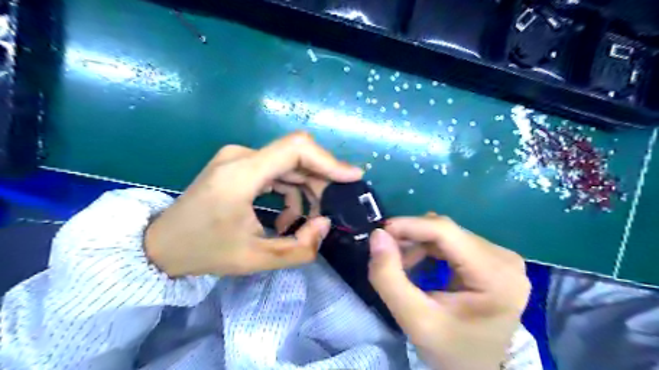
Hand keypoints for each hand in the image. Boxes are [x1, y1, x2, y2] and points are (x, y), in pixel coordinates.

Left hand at [144, 133, 362, 277]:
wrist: (160, 244)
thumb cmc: (204, 252)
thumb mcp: (255, 259)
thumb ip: (300, 247)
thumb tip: (325, 223)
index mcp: (242, 174)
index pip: (296, 149)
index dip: (329, 161)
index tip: (352, 178)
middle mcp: (241, 156)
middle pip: (297, 157)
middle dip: (321, 183)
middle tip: (329, 211)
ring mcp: (238, 158)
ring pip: (289, 164)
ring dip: (305, 190)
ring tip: (306, 222)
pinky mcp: (238, 165)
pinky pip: (276, 171)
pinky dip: (289, 191)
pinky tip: (287, 216)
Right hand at [370, 214, 528, 369]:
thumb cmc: (449, 350)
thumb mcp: (414, 320)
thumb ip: (389, 277)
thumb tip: (377, 235)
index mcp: (496, 275)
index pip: (446, 232)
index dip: (409, 226)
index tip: (379, 233)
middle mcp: (504, 258)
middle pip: (446, 231)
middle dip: (410, 238)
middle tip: (386, 254)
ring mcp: (500, 257)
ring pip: (446, 234)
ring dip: (417, 244)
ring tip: (401, 265)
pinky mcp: (491, 259)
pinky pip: (451, 242)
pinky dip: (427, 249)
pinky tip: (417, 264)